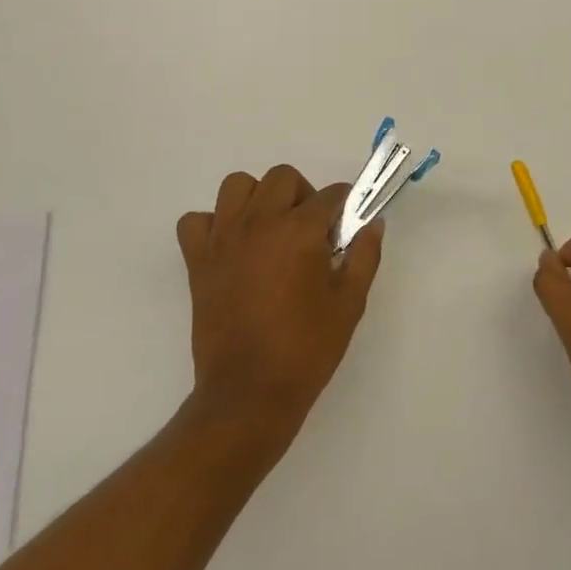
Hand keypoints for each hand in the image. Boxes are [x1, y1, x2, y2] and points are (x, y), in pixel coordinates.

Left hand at [176, 165, 384, 447]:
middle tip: (310, 231)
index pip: (330, 195)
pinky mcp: (198, 259)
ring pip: (237, 186)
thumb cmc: (307, 348)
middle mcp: (259, 222)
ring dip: (257, 198)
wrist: (250, 392)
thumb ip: (364, 255)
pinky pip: (197, 221)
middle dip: (303, 195)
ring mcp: (223, 238)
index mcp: (300, 231)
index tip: (346, 225)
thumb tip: (372, 223)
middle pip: (282, 177)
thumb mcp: (350, 303)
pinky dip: (213, 225)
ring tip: (269, 230)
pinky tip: (231, 247)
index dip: (344, 206)